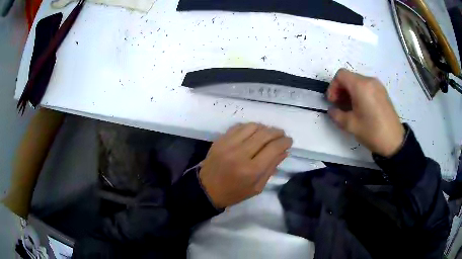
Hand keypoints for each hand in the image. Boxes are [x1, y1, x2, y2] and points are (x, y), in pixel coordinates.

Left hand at [199, 123, 292, 207]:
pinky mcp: (220, 140)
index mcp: (251, 170)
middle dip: (277, 132)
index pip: (273, 148)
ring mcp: (228, 144)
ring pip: (252, 126)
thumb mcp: (257, 187)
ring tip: (268, 133)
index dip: (284, 142)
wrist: (206, 189)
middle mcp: (240, 154)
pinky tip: (253, 133)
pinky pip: (239, 126)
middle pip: (264, 134)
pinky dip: (249, 127)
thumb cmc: (234, 193)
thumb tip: (284, 151)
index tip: (289, 141)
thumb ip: (271, 168)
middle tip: (282, 135)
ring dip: (264, 128)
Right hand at [327, 68, 404, 156]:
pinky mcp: (382, 92)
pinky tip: (360, 108)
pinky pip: (367, 86)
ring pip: (358, 82)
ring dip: (350, 92)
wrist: (394, 141)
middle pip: (349, 77)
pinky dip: (359, 93)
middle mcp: (369, 81)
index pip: (341, 75)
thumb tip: (332, 110)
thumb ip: (336, 115)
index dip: (333, 86)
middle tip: (339, 106)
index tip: (333, 101)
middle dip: (341, 90)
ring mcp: (377, 85)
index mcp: (361, 86)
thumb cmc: (372, 131)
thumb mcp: (350, 125)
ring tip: (350, 108)